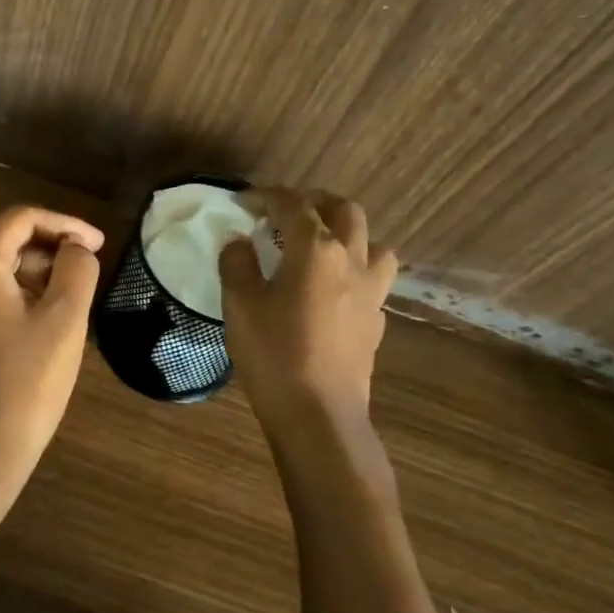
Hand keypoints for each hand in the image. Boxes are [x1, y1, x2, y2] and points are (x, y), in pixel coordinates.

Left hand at [0, 205, 104, 496]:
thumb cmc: (23, 387)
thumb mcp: (63, 322)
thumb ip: (76, 270)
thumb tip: (76, 248)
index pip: (20, 219)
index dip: (64, 223)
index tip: (98, 244)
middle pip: (4, 244)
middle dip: (50, 252)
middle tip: (87, 276)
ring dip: (34, 278)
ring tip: (69, 305)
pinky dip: (13, 302)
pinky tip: (38, 333)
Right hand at [219, 188, 397, 437]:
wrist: (320, 416)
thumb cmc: (274, 354)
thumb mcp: (240, 304)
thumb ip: (237, 263)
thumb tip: (240, 242)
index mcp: (316, 249)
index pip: (292, 204)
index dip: (266, 196)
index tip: (243, 201)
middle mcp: (352, 260)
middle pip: (344, 211)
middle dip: (314, 202)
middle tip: (285, 213)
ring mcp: (371, 292)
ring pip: (373, 243)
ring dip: (347, 233)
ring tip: (320, 245)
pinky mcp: (376, 322)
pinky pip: (372, 280)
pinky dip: (353, 271)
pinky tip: (332, 290)